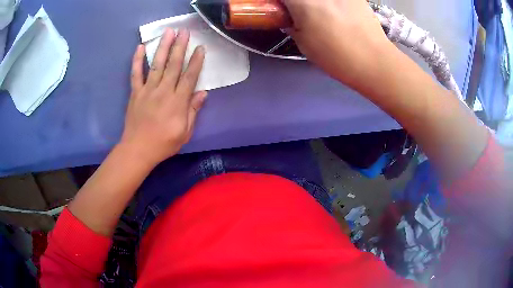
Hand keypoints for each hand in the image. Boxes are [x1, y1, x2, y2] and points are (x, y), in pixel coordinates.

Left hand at [120, 28, 206, 166]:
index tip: (201, 48)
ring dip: (163, 47)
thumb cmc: (164, 144)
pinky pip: (136, 74)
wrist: (138, 150)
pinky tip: (140, 47)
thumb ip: (193, 111)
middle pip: (173, 65)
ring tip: (168, 32)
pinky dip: (137, 60)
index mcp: (177, 102)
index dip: (196, 62)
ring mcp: (147, 90)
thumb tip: (203, 93)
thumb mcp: (184, 132)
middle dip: (180, 47)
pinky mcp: (135, 93)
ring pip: (157, 65)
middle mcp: (163, 91)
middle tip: (185, 31)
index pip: (189, 77)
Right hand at [282, 0, 394, 88]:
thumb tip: (289, 18)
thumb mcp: (304, 44)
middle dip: (300, 4)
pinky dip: (333, 5)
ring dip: (318, 5)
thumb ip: (292, 25)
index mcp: (303, 2)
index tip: (284, 10)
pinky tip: (338, 12)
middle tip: (303, 14)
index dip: (282, 4)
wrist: (374, 61)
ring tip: (323, 15)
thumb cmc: (336, 57)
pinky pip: (337, 0)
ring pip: (321, 0)